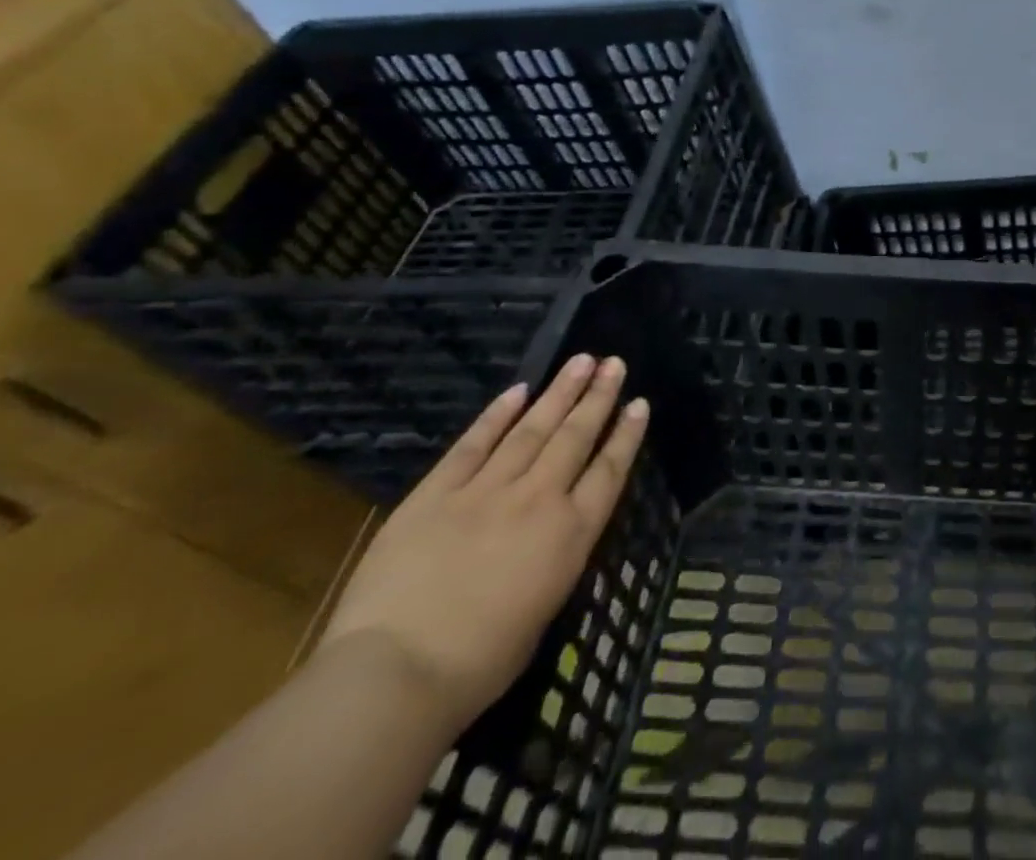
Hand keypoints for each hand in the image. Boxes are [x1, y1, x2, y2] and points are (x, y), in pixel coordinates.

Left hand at [318, 354, 650, 735]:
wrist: (396, 674)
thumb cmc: (479, 664)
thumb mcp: (543, 609)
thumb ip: (554, 560)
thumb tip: (556, 536)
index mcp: (571, 534)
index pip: (610, 470)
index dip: (626, 435)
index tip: (640, 403)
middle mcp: (539, 499)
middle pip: (576, 437)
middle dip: (598, 397)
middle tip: (615, 363)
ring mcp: (486, 490)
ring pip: (532, 429)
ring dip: (559, 392)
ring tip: (581, 360)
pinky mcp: (436, 493)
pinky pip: (473, 444)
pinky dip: (497, 414)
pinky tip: (517, 390)